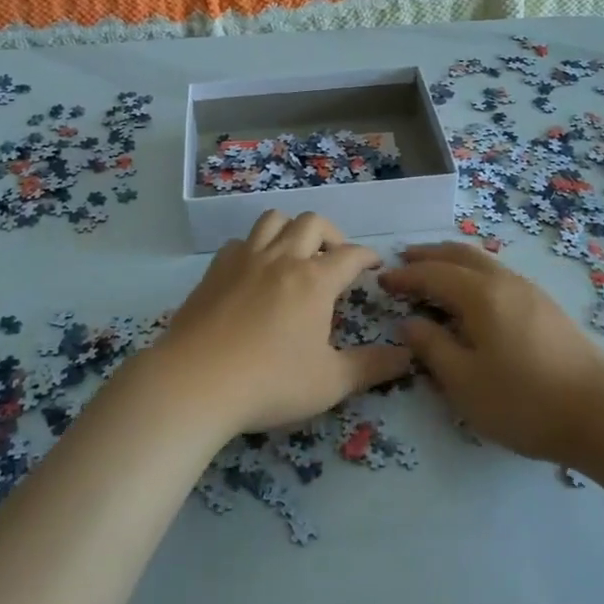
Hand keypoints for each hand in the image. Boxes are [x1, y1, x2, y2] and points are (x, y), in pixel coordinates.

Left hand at [151, 210, 413, 434]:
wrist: (195, 382)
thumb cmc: (270, 383)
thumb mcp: (330, 383)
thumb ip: (372, 367)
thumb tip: (408, 356)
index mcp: (314, 281)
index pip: (350, 254)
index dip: (367, 256)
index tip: (374, 265)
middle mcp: (282, 259)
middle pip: (313, 223)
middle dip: (332, 235)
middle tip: (336, 259)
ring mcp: (245, 260)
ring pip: (273, 220)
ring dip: (291, 229)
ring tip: (296, 254)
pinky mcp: (215, 270)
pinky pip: (240, 241)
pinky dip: (255, 247)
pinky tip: (254, 272)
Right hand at [380, 242, 603, 463]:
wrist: (602, 414)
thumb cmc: (524, 401)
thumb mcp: (464, 382)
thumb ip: (432, 348)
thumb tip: (409, 323)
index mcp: (480, 295)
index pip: (433, 274)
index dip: (405, 276)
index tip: (382, 281)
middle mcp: (505, 282)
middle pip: (460, 254)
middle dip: (429, 255)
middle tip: (404, 260)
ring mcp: (530, 292)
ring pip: (483, 262)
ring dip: (453, 261)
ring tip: (434, 272)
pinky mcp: (546, 308)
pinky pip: (499, 275)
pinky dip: (474, 274)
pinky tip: (473, 295)